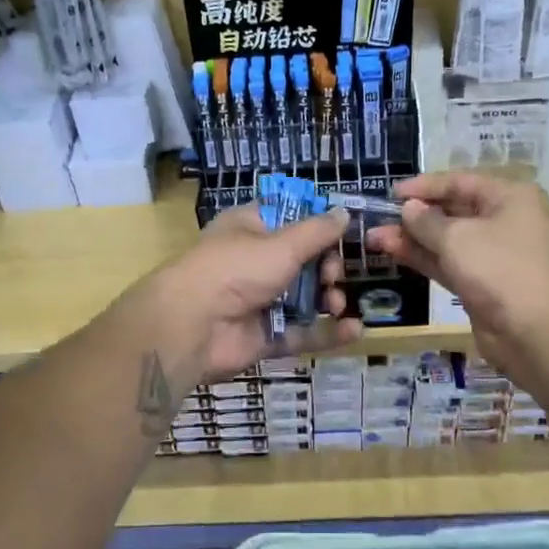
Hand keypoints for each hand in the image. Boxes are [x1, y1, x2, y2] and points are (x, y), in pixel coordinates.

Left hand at [136, 204, 363, 387]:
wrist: (193, 326)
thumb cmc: (236, 269)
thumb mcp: (282, 244)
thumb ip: (318, 232)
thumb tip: (345, 212)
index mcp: (251, 228)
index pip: (290, 218)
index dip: (318, 225)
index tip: (344, 233)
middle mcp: (254, 261)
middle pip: (302, 261)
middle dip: (326, 267)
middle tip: (332, 275)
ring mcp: (259, 301)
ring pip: (304, 298)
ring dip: (327, 299)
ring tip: (335, 303)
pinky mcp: (264, 336)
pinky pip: (301, 332)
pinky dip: (326, 333)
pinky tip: (354, 330)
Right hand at [366, 172, 548, 381]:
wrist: (535, 333)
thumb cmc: (499, 269)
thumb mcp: (457, 238)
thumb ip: (426, 221)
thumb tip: (408, 208)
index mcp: (510, 197)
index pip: (460, 182)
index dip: (424, 186)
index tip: (391, 193)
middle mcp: (505, 220)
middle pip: (453, 210)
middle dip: (414, 215)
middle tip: (377, 218)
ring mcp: (494, 255)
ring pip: (447, 240)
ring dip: (412, 238)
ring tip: (374, 238)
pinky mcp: (483, 283)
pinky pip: (449, 263)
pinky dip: (423, 258)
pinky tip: (393, 252)